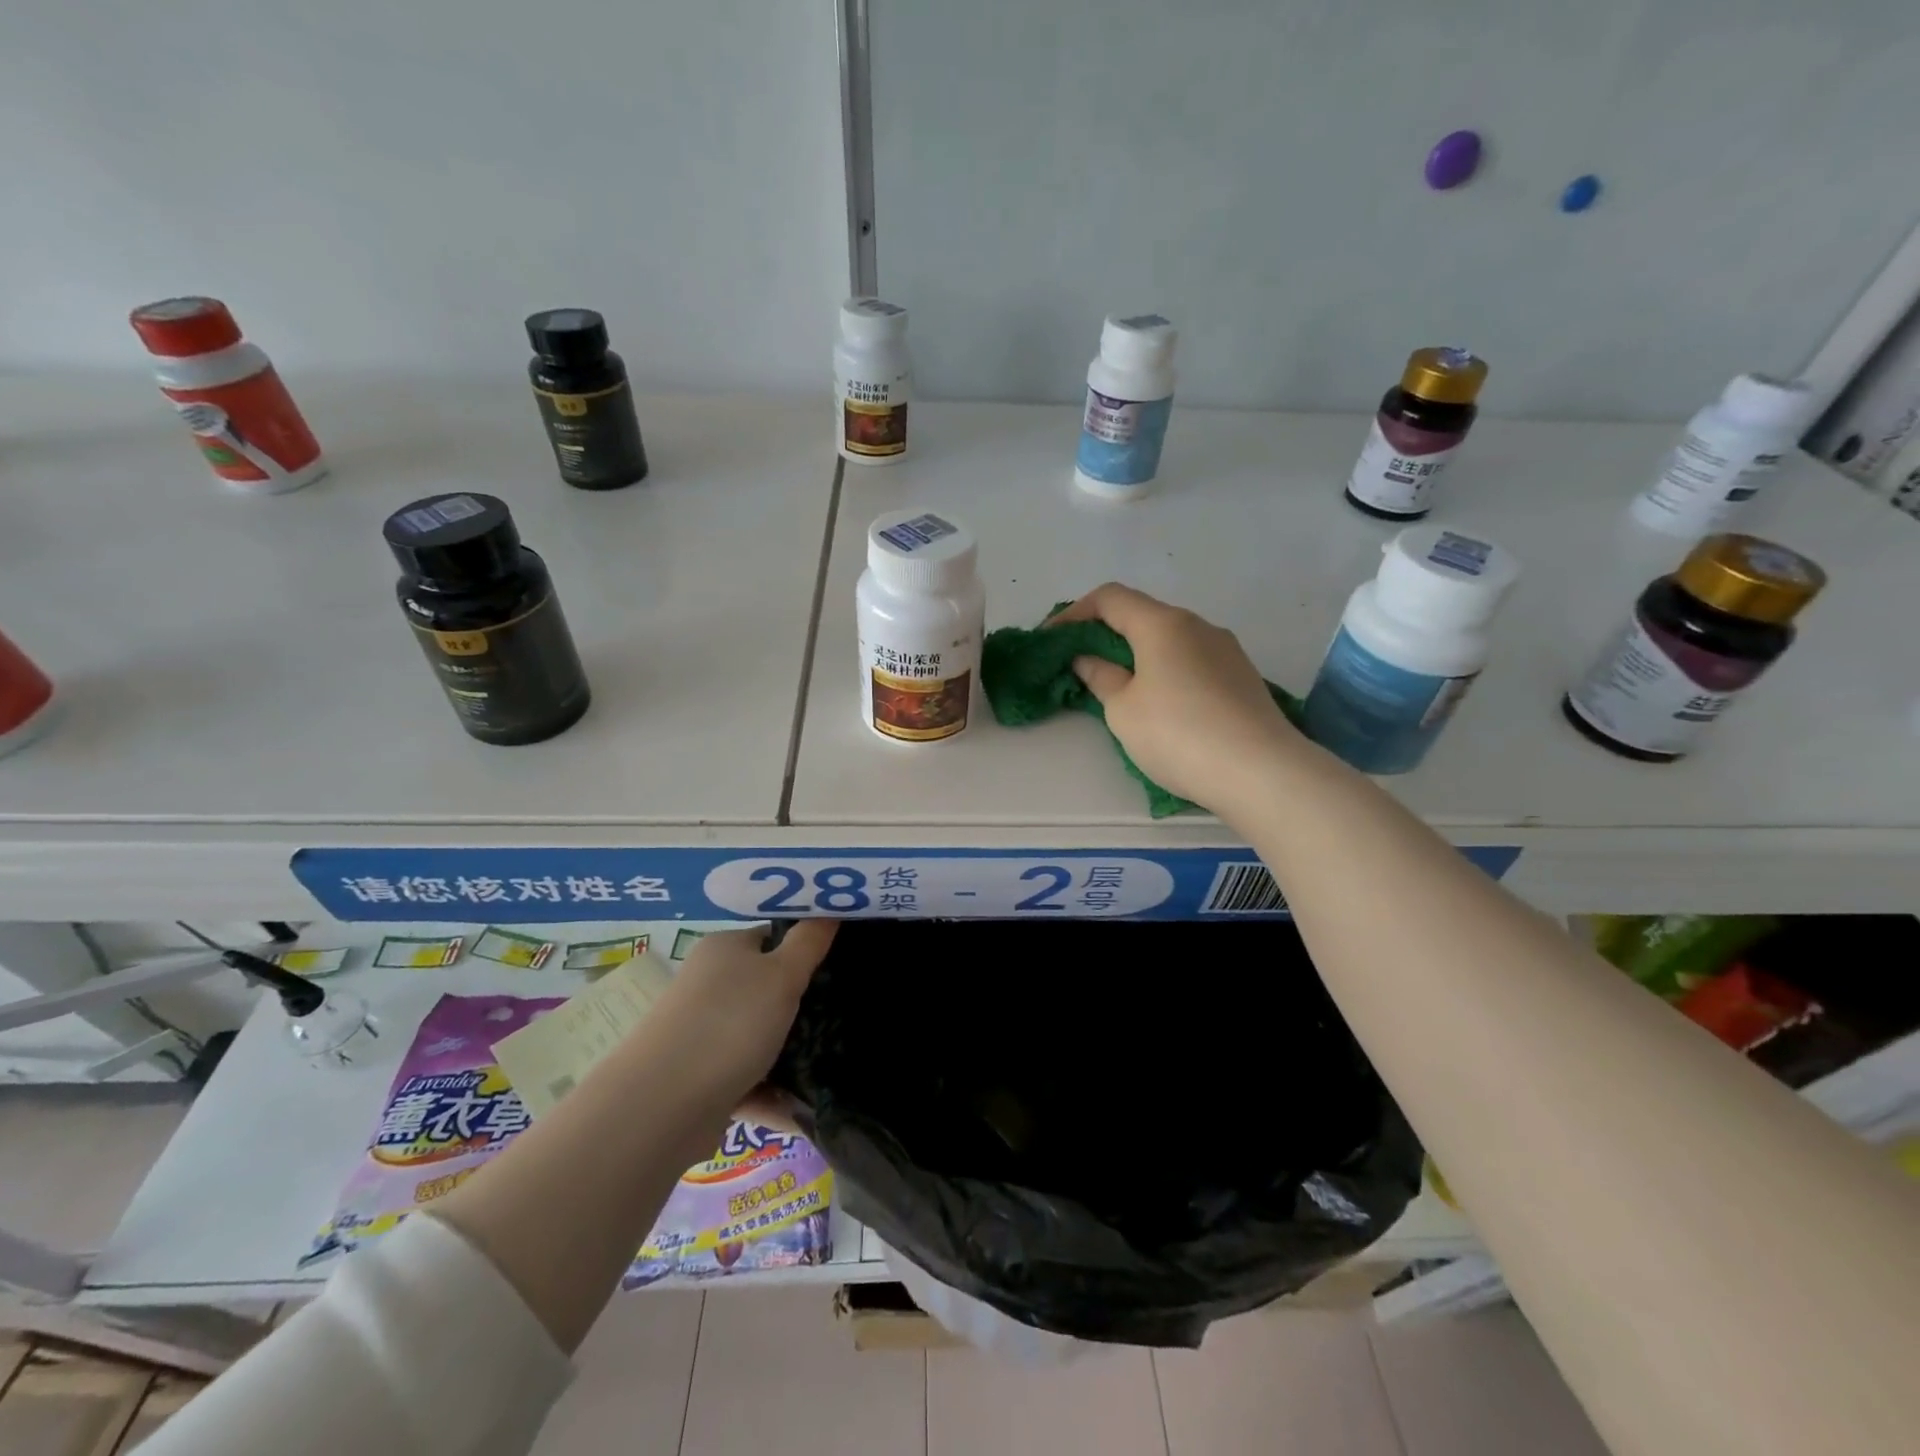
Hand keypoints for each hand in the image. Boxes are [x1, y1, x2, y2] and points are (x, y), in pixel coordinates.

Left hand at [643, 920, 836, 1112]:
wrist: (661, 1106)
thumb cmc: (729, 1023)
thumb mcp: (782, 974)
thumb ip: (809, 942)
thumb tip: (828, 911)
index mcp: (724, 949)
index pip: (772, 937)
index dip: (805, 948)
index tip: (839, 966)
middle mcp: (709, 985)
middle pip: (766, 988)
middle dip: (802, 1005)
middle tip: (842, 1015)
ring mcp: (702, 1034)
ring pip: (758, 1037)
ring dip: (790, 1054)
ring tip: (833, 1064)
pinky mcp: (701, 1080)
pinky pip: (748, 1081)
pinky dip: (772, 1094)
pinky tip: (804, 1111)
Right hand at [1053, 583, 1299, 814]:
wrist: (1261, 771)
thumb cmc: (1178, 734)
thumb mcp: (1123, 710)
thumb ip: (1101, 677)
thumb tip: (1088, 658)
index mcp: (1162, 623)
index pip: (1110, 597)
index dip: (1074, 612)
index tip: (1052, 639)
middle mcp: (1197, 625)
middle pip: (1142, 614)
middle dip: (1106, 633)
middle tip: (1080, 664)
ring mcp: (1226, 649)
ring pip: (1169, 639)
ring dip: (1137, 653)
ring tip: (1119, 687)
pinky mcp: (1242, 676)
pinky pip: (1192, 660)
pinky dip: (1165, 669)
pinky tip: (1160, 703)